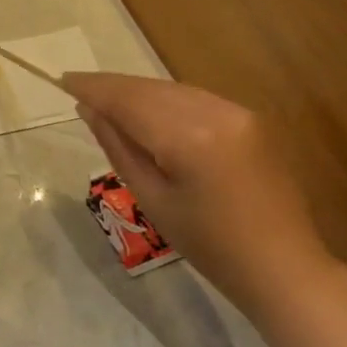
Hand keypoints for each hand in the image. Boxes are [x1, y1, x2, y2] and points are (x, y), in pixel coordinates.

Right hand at [63, 72, 332, 305]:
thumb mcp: (152, 199)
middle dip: (112, 87)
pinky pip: (195, 99)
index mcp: (189, 138)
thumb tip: (89, 110)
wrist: (283, 266)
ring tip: (105, 100)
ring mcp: (238, 112)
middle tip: (77, 88)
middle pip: (150, 88)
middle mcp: (216, 112)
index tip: (63, 80)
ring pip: (172, 89)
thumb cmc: (209, 245)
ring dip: (137, 92)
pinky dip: (165, 100)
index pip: (129, 100)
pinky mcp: (250, 119)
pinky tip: (147, 111)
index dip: (94, 88)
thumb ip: (119, 147)